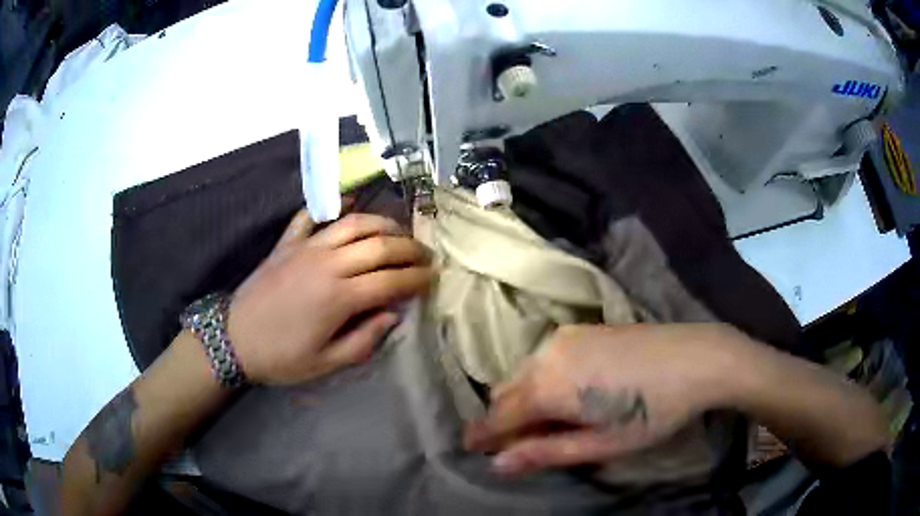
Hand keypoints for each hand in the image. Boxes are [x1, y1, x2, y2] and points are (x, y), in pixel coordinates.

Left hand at [228, 211, 433, 383]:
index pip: (390, 281)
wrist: (235, 339)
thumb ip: (364, 339)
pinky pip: (311, 216)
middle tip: (426, 255)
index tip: (433, 279)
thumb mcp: (327, 363)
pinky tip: (349, 202)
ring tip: (399, 232)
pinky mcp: (288, 243)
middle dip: (409, 249)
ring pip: (353, 224)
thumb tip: (392, 315)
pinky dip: (333, 206)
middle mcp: (328, 264)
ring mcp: (306, 248)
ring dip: (382, 224)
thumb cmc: (282, 357)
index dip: (417, 279)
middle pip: (380, 246)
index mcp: (339, 298)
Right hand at [464, 323, 741, 475]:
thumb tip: (497, 465)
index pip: (497, 415)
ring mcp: (563, 336)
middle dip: (503, 418)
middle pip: (505, 391)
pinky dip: (541, 378)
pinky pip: (544, 357)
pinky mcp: (580, 328)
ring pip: (524, 372)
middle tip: (520, 444)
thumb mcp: (601, 443)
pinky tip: (568, 392)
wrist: (697, 357)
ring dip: (523, 398)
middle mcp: (546, 355)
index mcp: (547, 387)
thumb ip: (545, 453)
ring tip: (548, 422)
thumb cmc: (653, 411)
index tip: (470, 449)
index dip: (481, 435)